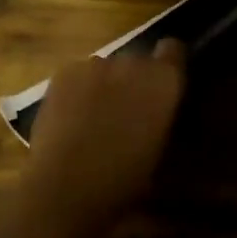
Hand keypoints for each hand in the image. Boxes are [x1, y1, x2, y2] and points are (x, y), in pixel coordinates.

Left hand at [23, 38, 188, 229]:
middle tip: (127, 112)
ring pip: (106, 68)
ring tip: (94, 118)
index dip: (169, 64)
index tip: (164, 85)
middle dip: (134, 80)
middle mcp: (132, 62)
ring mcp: (94, 65)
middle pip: (137, 60)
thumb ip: (163, 117)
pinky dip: (77, 91)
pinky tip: (70, 118)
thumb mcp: (160, 149)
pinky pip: (78, 75)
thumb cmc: (125, 179)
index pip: (174, 49)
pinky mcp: (63, 74)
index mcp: (164, 80)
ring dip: (106, 85)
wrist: (66, 188)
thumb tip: (160, 111)